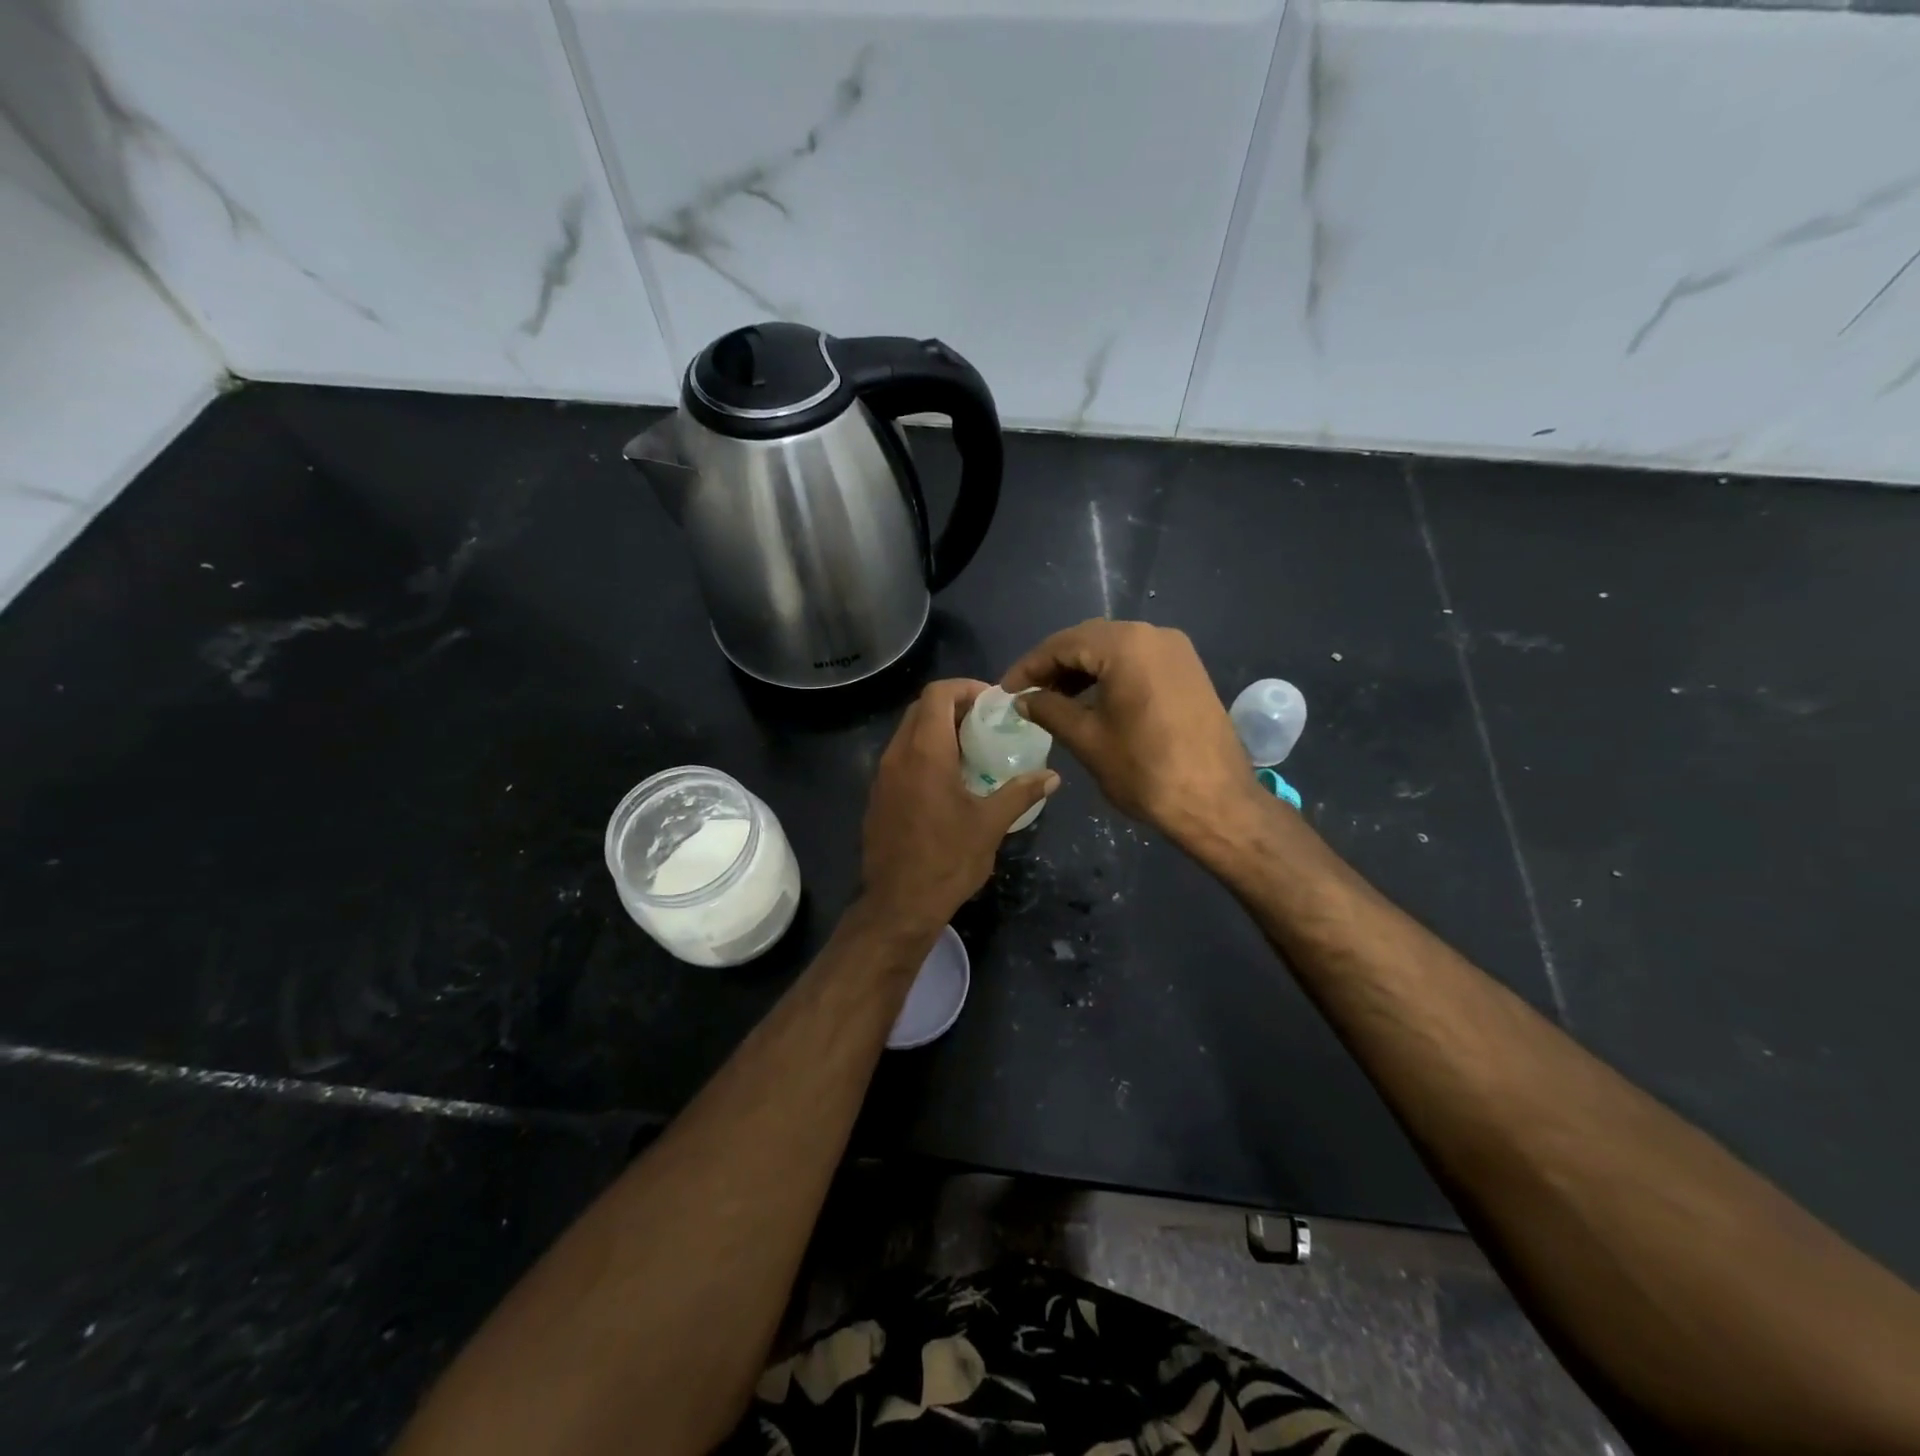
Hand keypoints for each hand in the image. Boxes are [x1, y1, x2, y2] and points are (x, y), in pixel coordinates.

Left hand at [860, 679, 1058, 932]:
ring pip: (908, 732)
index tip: (992, 703)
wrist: (898, 904)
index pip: (937, 693)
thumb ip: (1021, 793)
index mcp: (924, 752)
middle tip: (986, 723)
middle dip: (954, 706)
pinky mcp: (878, 796)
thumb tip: (1053, 776)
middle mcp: (897, 755)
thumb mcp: (990, 825)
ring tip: (972, 750)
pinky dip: (924, 753)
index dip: (965, 688)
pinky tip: (948, 780)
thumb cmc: (947, 860)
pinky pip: (901, 757)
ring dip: (938, 730)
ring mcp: (882, 776)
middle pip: (921, 708)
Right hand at [1003, 620, 1263, 848]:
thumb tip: (1023, 699)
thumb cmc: (1144, 770)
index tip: (1006, 690)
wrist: (1215, 802)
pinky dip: (1110, 675)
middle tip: (1028, 694)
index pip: (1063, 644)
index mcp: (1126, 645)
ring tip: (1055, 700)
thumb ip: (1049, 710)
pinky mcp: (1188, 670)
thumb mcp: (1086, 739)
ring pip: (1115, 649)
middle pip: (1090, 640)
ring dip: (1082, 670)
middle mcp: (1153, 634)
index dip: (1030, 666)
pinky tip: (1092, 700)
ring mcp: (1176, 651)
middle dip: (1055, 665)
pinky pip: (1138, 661)